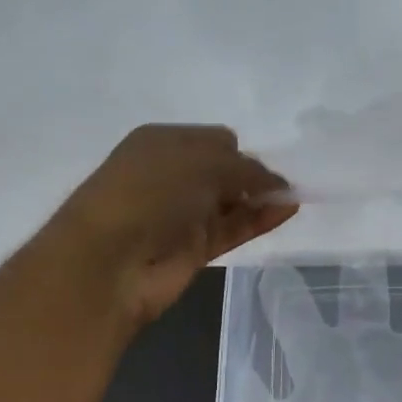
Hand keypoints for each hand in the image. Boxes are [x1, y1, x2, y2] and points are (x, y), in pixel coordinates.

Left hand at [47, 125, 296, 325]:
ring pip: (231, 201)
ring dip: (260, 197)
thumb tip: (277, 184)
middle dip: (251, 174)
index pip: (214, 139)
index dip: (240, 150)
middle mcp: (171, 175)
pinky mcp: (194, 248)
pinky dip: (260, 220)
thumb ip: (246, 169)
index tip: (261, 163)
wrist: (108, 261)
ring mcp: (182, 214)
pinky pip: (234, 228)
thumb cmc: (150, 193)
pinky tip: (287, 211)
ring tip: (293, 197)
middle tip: (279, 184)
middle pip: (224, 170)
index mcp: (162, 143)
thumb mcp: (202, 163)